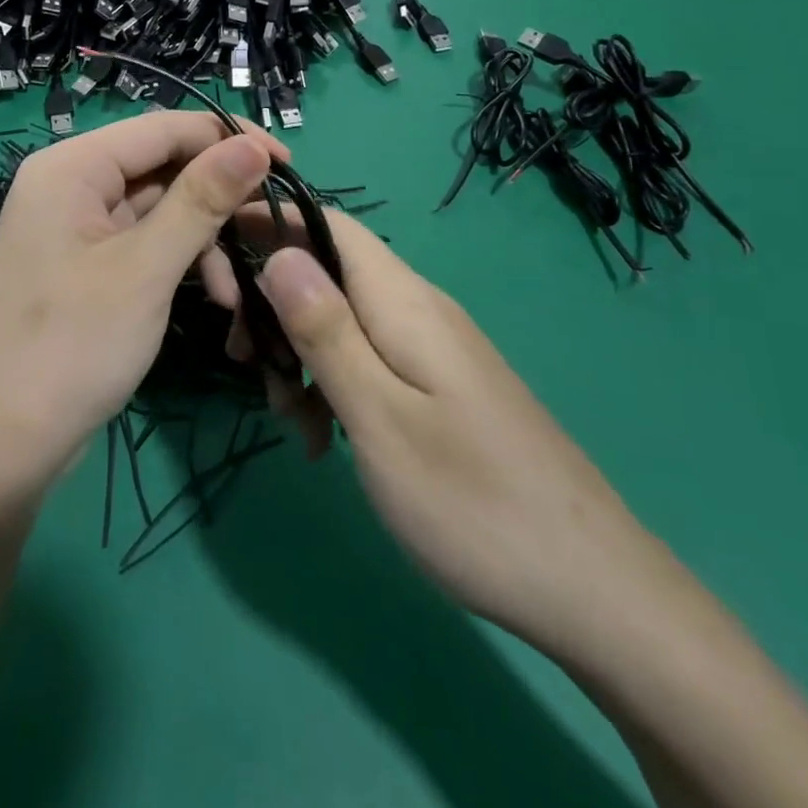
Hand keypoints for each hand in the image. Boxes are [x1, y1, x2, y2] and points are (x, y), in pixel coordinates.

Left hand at [0, 113, 282, 502]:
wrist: (3, 447)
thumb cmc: (72, 347)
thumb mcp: (146, 269)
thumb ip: (201, 200)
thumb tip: (254, 146)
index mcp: (71, 167)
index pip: (162, 127)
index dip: (226, 138)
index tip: (287, 162)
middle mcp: (69, 185)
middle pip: (161, 167)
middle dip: (216, 200)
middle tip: (272, 226)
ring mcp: (75, 227)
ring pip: (158, 208)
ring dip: (203, 241)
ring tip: (236, 293)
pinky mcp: (86, 264)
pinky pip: (144, 242)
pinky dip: (180, 263)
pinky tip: (216, 299)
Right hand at [223, 208, 673, 659]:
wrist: (591, 585)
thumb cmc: (470, 501)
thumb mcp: (379, 417)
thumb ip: (326, 330)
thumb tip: (277, 251)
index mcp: (402, 300)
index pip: (325, 221)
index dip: (267, 223)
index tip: (216, 265)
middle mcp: (417, 306)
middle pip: (326, 269)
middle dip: (274, 306)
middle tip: (249, 368)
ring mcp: (432, 346)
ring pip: (343, 318)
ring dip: (301, 353)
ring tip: (292, 420)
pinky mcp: (439, 382)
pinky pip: (369, 357)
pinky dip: (334, 383)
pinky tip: (325, 439)